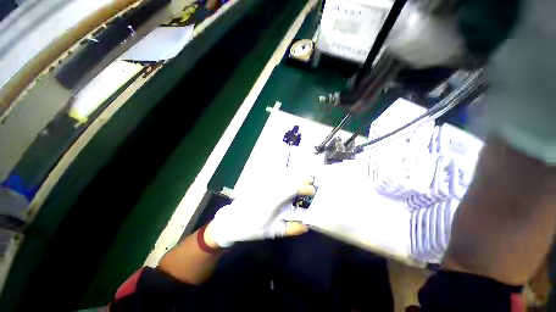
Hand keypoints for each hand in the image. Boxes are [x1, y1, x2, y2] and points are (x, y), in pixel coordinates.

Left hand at [205, 180, 314, 247]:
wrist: (232, 222)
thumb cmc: (252, 228)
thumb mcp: (273, 231)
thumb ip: (291, 228)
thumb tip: (306, 227)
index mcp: (274, 200)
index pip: (293, 189)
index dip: (305, 188)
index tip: (313, 190)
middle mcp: (270, 188)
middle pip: (289, 178)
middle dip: (301, 179)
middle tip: (310, 182)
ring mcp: (263, 184)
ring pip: (281, 174)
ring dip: (294, 175)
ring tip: (302, 178)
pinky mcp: (258, 183)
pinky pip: (273, 175)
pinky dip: (283, 174)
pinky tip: (287, 175)